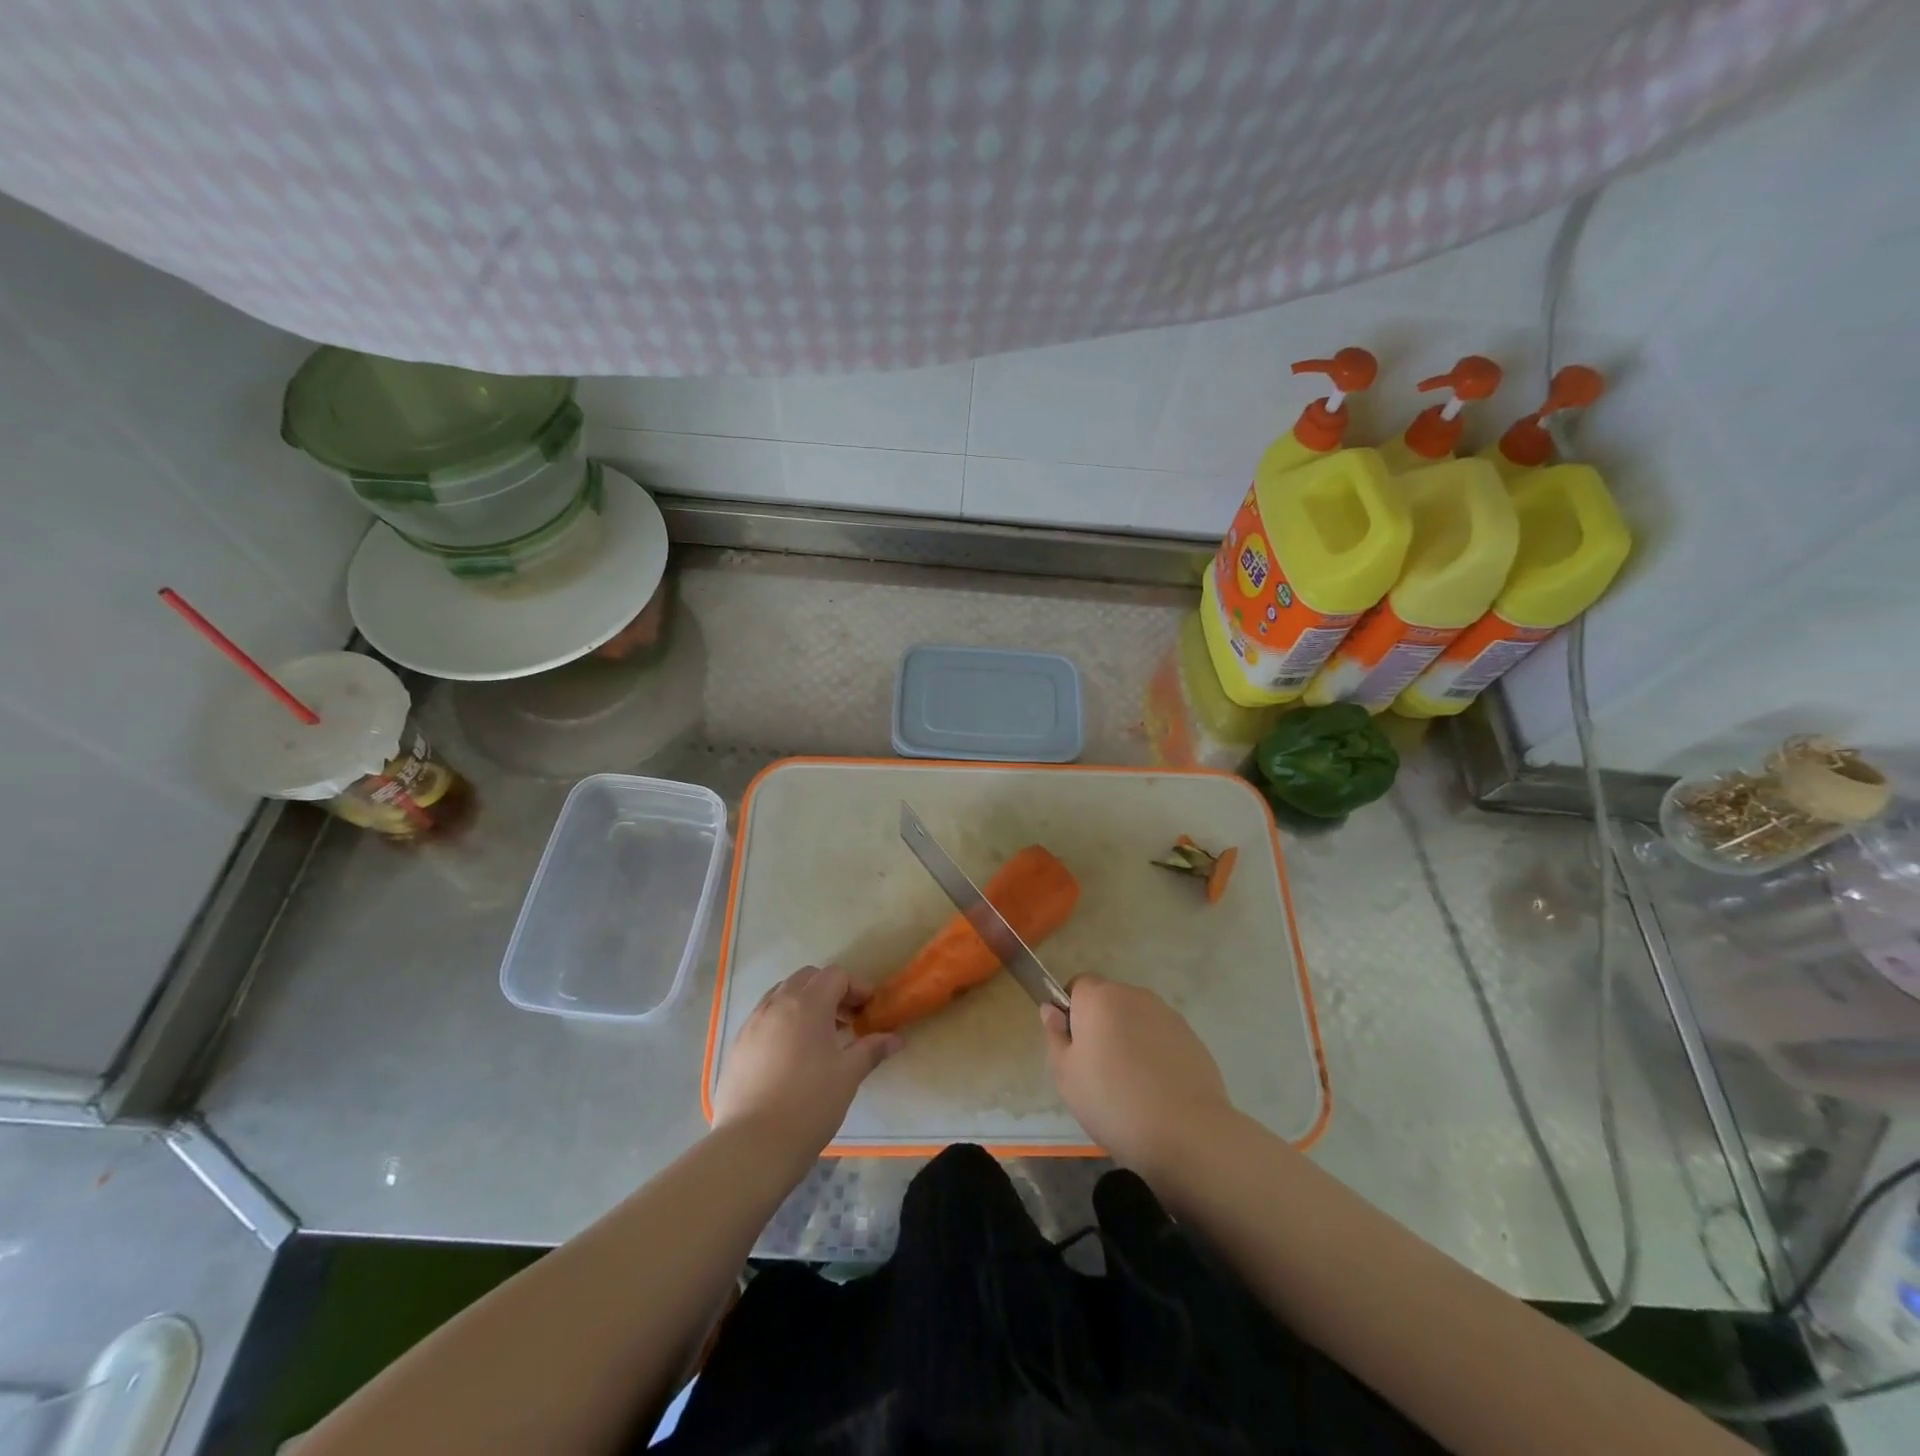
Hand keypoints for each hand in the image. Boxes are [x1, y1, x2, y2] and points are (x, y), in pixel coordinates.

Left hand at [712, 965, 900, 1166]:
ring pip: (782, 995)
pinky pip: (764, 1017)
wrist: (751, 1146)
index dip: (857, 988)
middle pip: (807, 978)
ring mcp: (752, 1023)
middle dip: (829, 991)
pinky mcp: (737, 1045)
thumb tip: (896, 1038)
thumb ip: (872, 1049)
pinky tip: (791, 1055)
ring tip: (819, 1037)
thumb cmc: (809, 1104)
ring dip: (804, 1004)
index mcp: (807, 1004)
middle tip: (846, 1021)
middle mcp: (777, 1004)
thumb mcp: (848, 1075)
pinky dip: (783, 1021)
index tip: (868, 1012)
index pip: (835, 976)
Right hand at [1041, 974, 1233, 1175]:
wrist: (1186, 1132)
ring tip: (1131, 1083)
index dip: (1072, 1010)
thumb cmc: (1112, 1101)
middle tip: (1097, 1068)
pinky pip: (1161, 1037)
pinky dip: (1155, 1053)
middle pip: (1109, 1001)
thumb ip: (1055, 1035)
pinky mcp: (1191, 1037)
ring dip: (1129, 1038)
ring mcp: (1167, 1014)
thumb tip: (1051, 1009)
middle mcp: (1134, 995)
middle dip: (1101, 1024)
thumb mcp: (1066, 1075)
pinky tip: (1156, 1089)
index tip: (1073, 1044)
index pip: (1078, 985)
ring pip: (1136, 1019)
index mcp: (1099, 997)